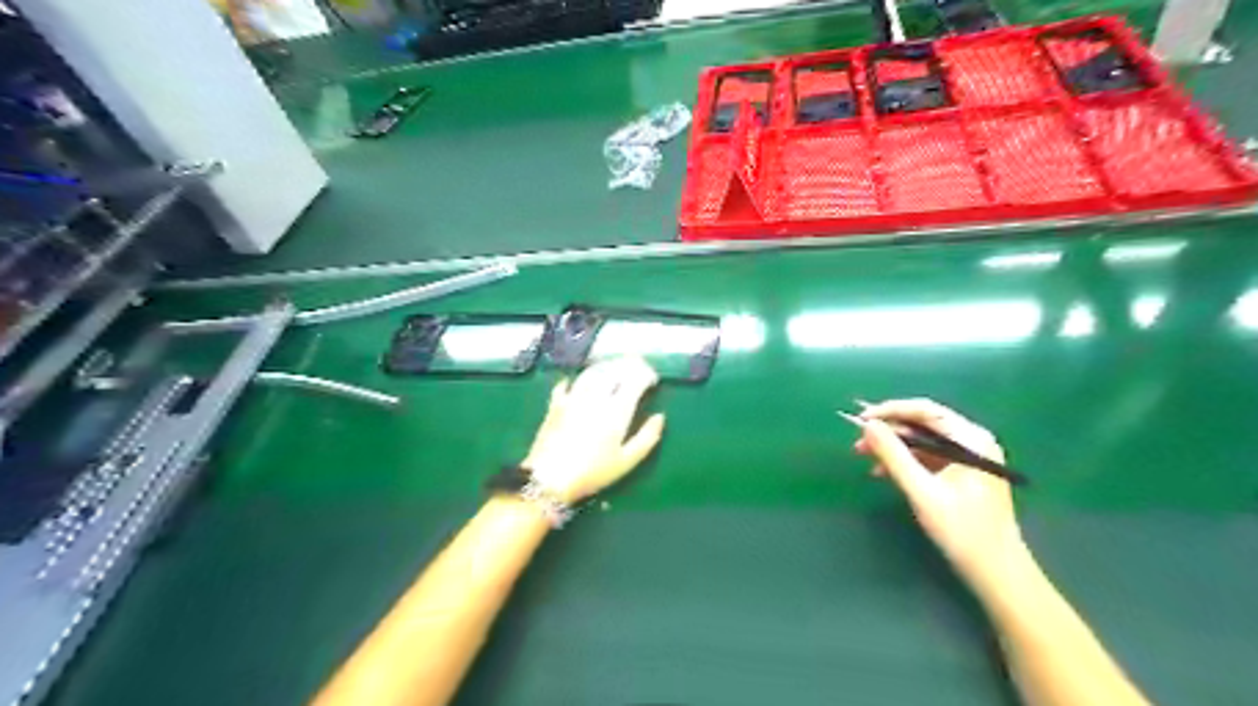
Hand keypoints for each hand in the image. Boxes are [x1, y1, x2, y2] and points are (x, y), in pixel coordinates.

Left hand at [519, 356, 661, 503]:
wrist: (549, 478)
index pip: (634, 380)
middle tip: (637, 366)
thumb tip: (660, 417)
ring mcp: (573, 398)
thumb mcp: (627, 461)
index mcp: (617, 410)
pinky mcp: (556, 404)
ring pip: (592, 372)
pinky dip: (575, 379)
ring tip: (614, 368)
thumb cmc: (593, 472)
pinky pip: (566, 384)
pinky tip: (577, 381)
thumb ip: (647, 437)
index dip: (646, 375)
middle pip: (614, 371)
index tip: (653, 380)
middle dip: (628, 365)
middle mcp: (596, 397)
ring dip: (606, 366)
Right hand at [849, 397, 1024, 589]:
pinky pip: (929, 457)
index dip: (891, 411)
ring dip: (894, 447)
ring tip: (865, 457)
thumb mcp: (922, 491)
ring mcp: (969, 457)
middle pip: (924, 424)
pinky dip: (906, 461)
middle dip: (889, 431)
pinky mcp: (963, 473)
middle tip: (859, 442)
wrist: (997, 573)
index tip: (861, 419)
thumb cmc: (962, 530)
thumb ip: (893, 455)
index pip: (926, 410)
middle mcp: (973, 441)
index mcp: (971, 439)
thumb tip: (867, 425)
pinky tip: (884, 472)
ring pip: (923, 441)